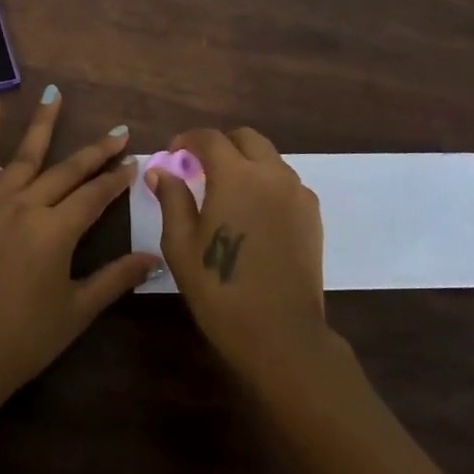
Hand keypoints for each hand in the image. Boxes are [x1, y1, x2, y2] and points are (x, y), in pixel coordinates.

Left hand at [0, 86, 158, 419]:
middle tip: (118, 131)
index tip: (134, 161)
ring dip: (44, 123)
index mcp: (56, 232)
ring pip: (25, 155)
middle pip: (68, 170)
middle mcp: (27, 207)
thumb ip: (116, 278)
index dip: (116, 179)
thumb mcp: (77, 311)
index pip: (95, 195)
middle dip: (96, 151)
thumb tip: (154, 257)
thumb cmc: (25, 339)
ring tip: (55, 92)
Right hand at [150, 127, 332, 382]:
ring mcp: (297, 193)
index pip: (210, 138)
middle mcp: (271, 174)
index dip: (188, 140)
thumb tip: (161, 170)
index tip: (174, 154)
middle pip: (246, 138)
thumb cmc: (220, 289)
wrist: (281, 334)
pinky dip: (267, 183)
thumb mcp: (181, 245)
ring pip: (269, 158)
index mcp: (235, 176)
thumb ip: (172, 199)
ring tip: (227, 192)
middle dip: (221, 144)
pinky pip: (286, 182)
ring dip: (246, 162)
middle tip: (200, 167)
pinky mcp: (312, 215)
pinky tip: (254, 213)